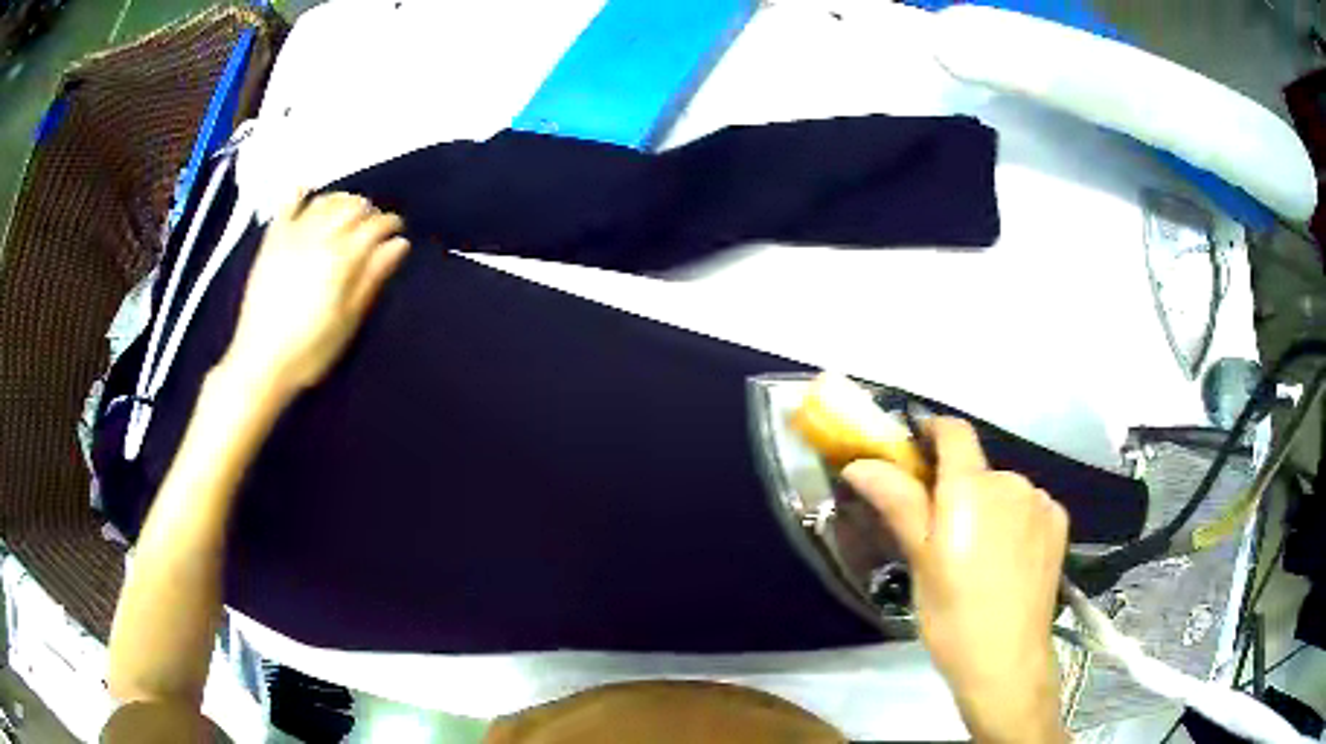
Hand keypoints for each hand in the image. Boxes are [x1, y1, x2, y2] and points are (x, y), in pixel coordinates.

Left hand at [219, 191, 409, 398]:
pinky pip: (286, 207)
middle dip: (368, 210)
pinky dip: (298, 194)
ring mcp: (292, 235)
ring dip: (341, 200)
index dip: (391, 223)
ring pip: (324, 201)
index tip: (398, 231)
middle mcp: (319, 237)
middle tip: (374, 224)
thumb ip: (372, 277)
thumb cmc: (310, 349)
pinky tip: (306, 190)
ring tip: (347, 211)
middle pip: (351, 207)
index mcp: (341, 258)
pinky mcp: (271, 241)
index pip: (375, 226)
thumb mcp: (348, 319)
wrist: (260, 361)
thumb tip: (399, 243)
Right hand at [843, 418, 1068, 743]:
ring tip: (978, 554)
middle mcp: (1012, 481)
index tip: (916, 453)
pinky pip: (1029, 506)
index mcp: (972, 487)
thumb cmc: (952, 613)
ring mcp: (1041, 502)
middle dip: (957, 487)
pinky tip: (1008, 558)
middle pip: (978, 468)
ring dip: (988, 505)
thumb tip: (860, 463)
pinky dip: (1015, 519)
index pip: (955, 431)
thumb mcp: (919, 560)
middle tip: (941, 534)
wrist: (1007, 658)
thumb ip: (898, 502)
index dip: (933, 431)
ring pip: (1004, 489)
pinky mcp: (1059, 523)